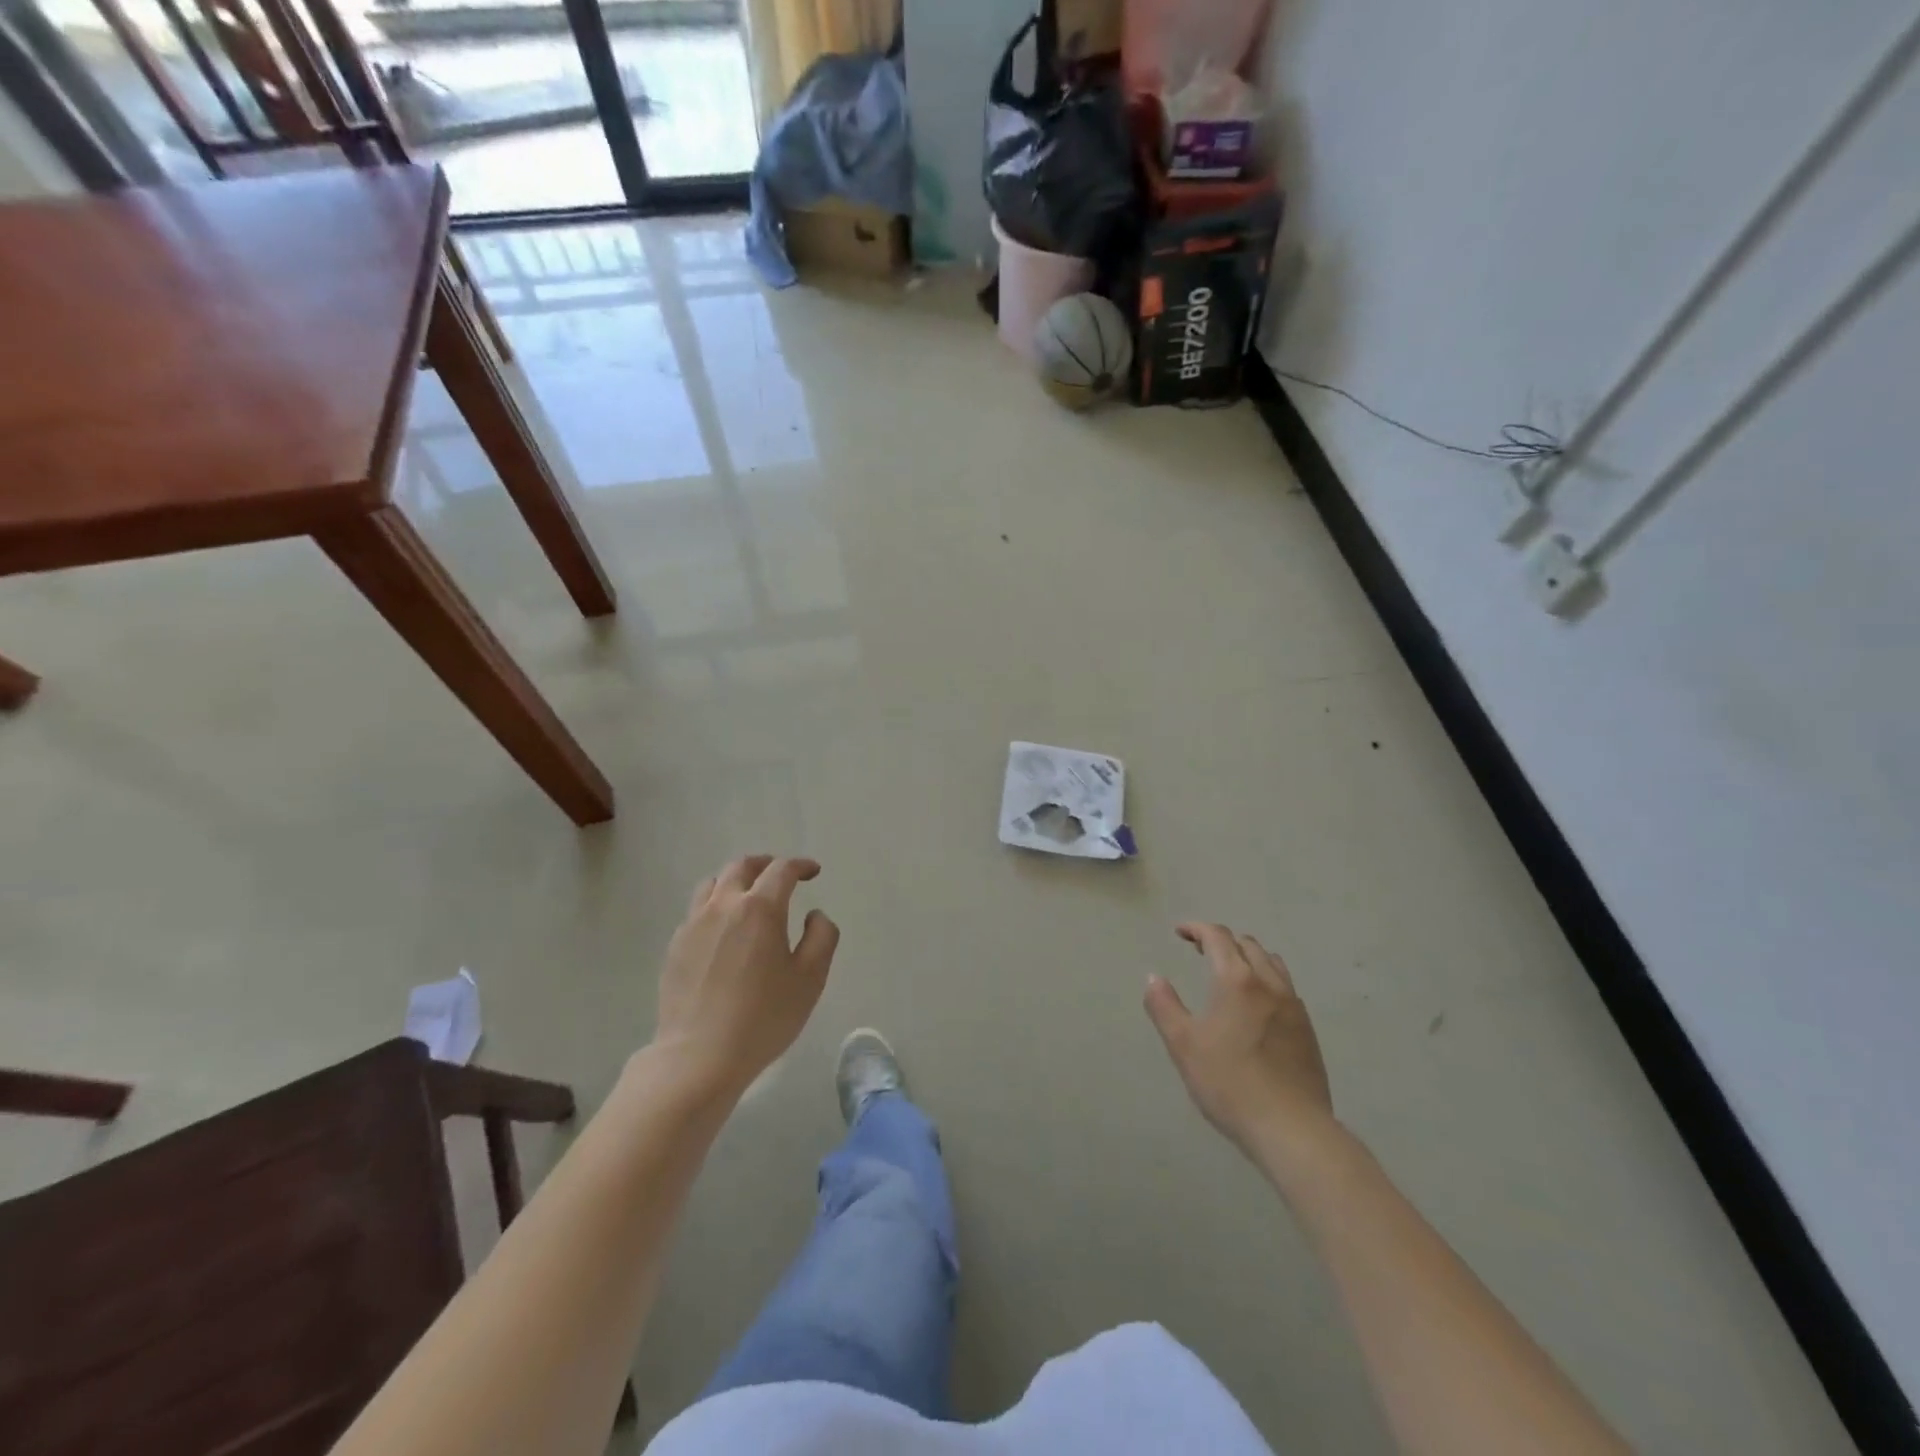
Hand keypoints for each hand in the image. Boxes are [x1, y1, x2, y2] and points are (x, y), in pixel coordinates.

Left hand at [654, 855, 839, 1095]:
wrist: (699, 1057)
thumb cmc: (764, 1017)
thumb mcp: (811, 978)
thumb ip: (822, 936)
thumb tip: (815, 915)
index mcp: (760, 908)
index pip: (781, 870)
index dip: (800, 866)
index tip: (813, 872)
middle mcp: (723, 905)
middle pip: (742, 867)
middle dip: (766, 864)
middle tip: (781, 875)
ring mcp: (693, 924)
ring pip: (713, 884)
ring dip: (735, 881)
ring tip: (748, 897)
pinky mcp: (675, 946)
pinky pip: (696, 911)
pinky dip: (715, 906)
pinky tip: (723, 930)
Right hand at [1145, 923, 1335, 1169]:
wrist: (1292, 1129)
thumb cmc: (1229, 1083)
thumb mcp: (1183, 1045)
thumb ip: (1164, 1006)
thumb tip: (1154, 977)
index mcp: (1237, 980)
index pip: (1218, 937)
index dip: (1197, 928)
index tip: (1180, 932)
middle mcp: (1269, 984)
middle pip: (1248, 945)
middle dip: (1222, 941)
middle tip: (1200, 952)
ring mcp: (1294, 1006)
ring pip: (1272, 964)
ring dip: (1248, 957)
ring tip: (1230, 973)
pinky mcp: (1308, 1030)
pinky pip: (1285, 988)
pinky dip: (1266, 980)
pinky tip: (1256, 1006)